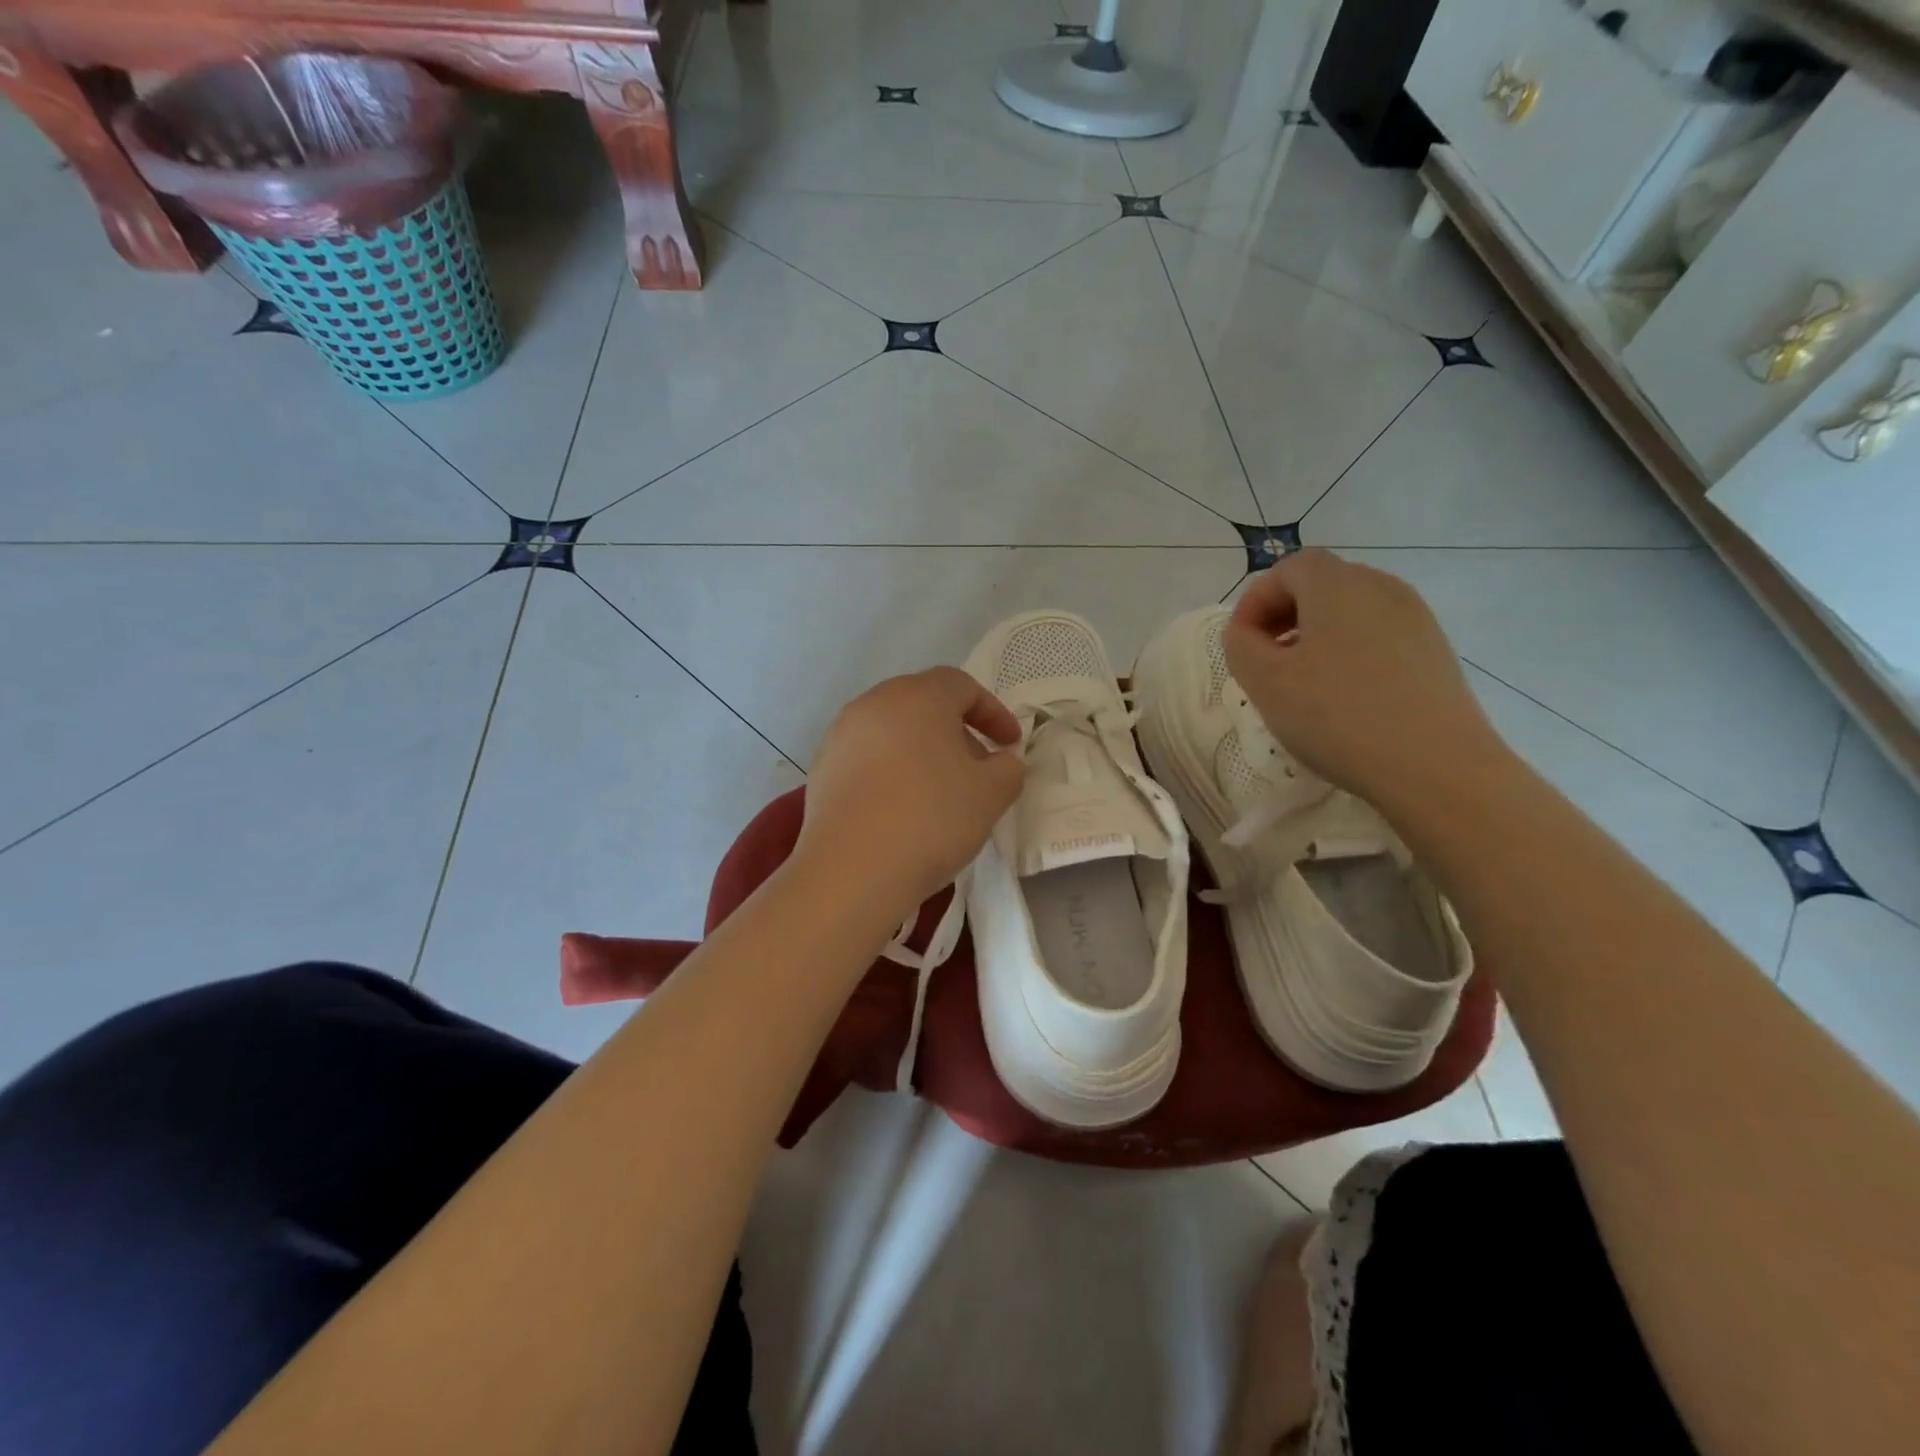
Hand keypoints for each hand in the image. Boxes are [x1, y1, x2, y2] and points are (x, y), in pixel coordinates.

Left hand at [797, 667, 1024, 912]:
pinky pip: (867, 758)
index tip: (1010, 745)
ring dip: (922, 752)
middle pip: (924, 704)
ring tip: (939, 792)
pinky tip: (900, 808)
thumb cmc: (932, 819)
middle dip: (956, 731)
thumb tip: (1002, 760)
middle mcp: (875, 703)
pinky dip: (891, 771)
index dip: (993, 712)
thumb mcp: (991, 794)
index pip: (962, 686)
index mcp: (919, 696)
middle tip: (977, 768)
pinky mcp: (821, 768)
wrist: (852, 869)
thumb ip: (1008, 768)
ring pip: (893, 731)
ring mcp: (841, 735)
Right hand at [1223, 549, 1506, 809]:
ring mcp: (1415, 618)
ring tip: (1300, 682)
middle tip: (1263, 661)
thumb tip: (1246, 633)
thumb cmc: (1337, 716)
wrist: (1436, 766)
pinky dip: (1348, 652)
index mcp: (1337, 585)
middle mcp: (1381, 587)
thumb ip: (1240, 646)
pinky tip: (1342, 697)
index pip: (1287, 569)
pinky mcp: (1434, 651)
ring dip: (1314, 635)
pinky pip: (1377, 635)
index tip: (1239, 644)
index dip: (1254, 601)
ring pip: (1350, 611)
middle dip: (1283, 615)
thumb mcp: (1265, 682)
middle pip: (1321, 584)